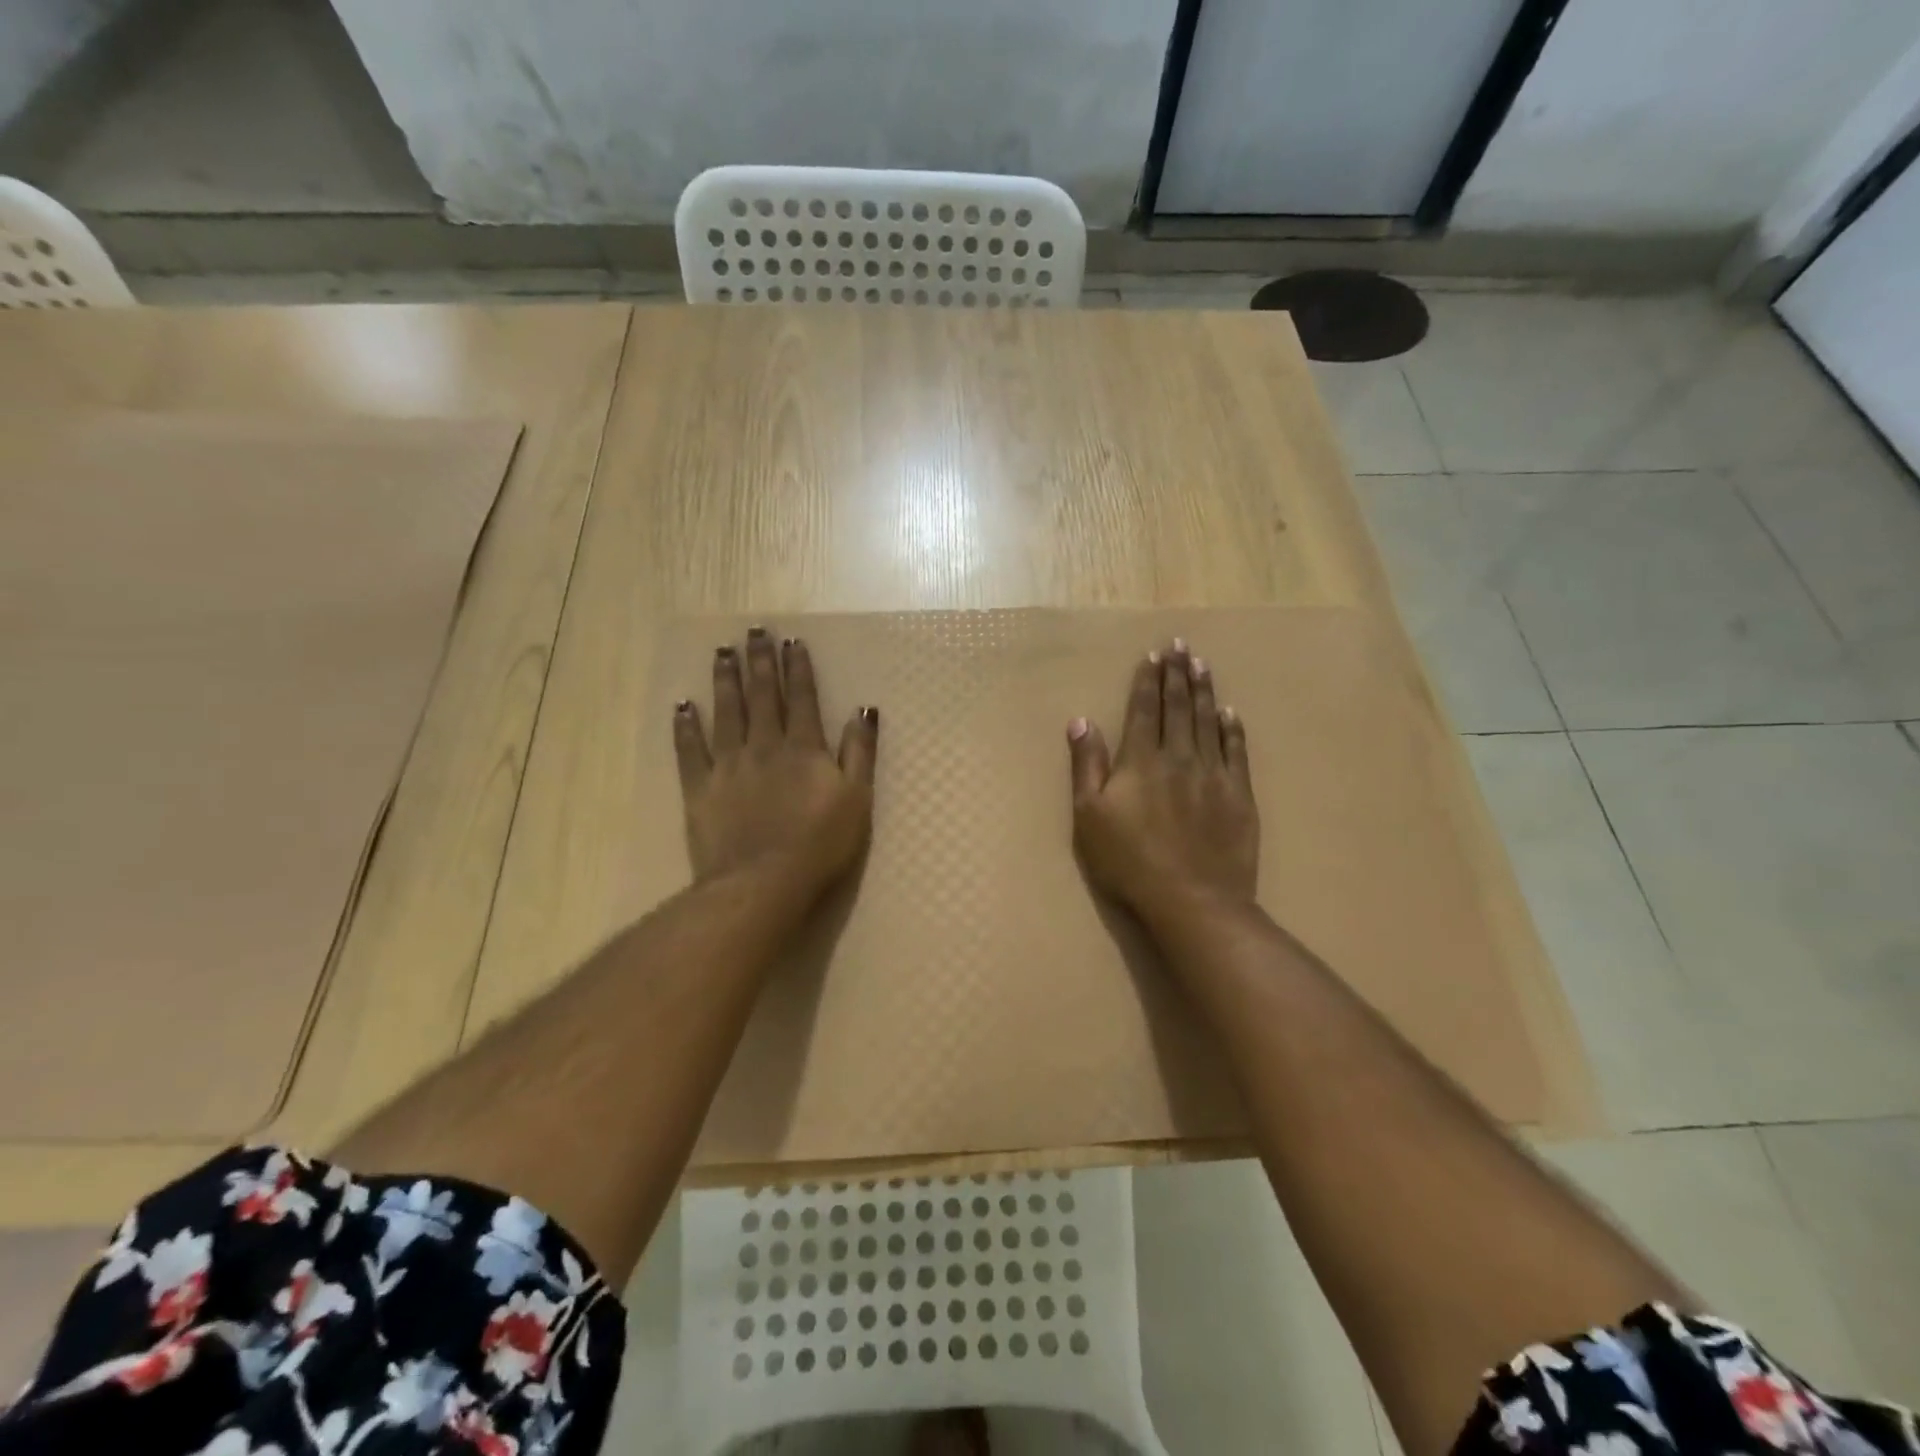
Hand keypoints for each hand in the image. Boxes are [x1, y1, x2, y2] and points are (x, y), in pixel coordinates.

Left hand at [673, 627, 877, 902]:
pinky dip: (686, 727)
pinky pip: (690, 750)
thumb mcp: (857, 798)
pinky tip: (683, 706)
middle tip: (753, 631)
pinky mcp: (700, 788)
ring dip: (725, 681)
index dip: (798, 669)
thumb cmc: (820, 843)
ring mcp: (729, 765)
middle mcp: (764, 746)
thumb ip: (859, 752)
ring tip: (722, 652)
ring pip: (726, 713)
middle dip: (759, 662)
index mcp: (804, 748)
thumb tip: (863, 710)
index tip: (791, 642)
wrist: (764, 881)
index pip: (802, 699)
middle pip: (762, 696)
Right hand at [1067, 640, 1258, 928]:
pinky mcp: (1239, 794)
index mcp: (1141, 760)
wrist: (1192, 900)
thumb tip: (1081, 721)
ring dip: (1204, 690)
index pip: (1145, 710)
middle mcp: (1179, 757)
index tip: (1153, 656)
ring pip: (1208, 721)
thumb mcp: (1089, 817)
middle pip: (1179, 707)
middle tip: (1181, 646)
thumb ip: (1087, 766)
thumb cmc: (1129, 861)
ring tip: (1202, 664)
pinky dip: (1232, 728)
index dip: (1148, 681)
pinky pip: (1237, 751)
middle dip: (1178, 674)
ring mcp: (1213, 774)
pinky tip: (1230, 713)